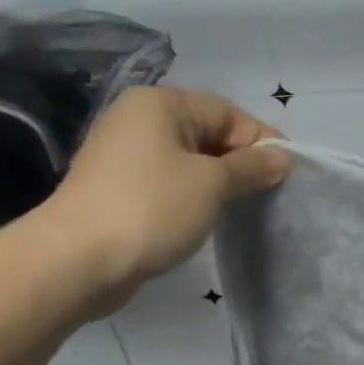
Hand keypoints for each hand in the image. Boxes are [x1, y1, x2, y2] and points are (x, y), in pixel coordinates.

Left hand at [34, 87, 290, 316]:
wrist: (76, 260)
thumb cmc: (152, 207)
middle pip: (208, 133)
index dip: (261, 141)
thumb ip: (252, 167)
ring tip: (242, 208)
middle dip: (241, 162)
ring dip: (218, 182)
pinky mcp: (118, 189)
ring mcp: (124, 155)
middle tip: (268, 193)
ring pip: (189, 161)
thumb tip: (283, 158)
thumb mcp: (213, 183)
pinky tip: (207, 218)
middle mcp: (139, 120)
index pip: (228, 113)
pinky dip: (192, 196)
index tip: (287, 173)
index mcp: (161, 104)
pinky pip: (169, 182)